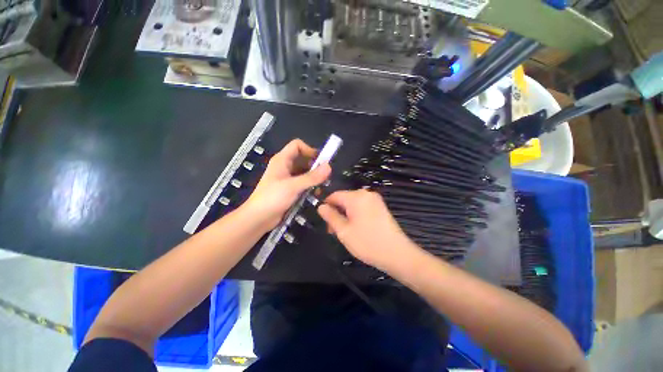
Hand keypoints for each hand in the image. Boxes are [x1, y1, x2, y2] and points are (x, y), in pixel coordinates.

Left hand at [243, 139, 330, 230]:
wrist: (258, 218)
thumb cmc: (272, 198)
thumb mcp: (293, 186)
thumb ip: (311, 177)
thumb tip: (329, 166)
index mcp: (282, 160)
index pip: (297, 145)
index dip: (310, 150)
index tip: (321, 161)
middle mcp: (285, 166)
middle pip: (303, 159)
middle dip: (315, 166)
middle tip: (326, 175)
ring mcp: (287, 178)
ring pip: (304, 172)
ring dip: (314, 177)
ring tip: (323, 185)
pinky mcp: (289, 189)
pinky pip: (302, 183)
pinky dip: (310, 186)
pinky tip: (316, 193)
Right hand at [317, 189, 418, 271]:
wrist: (397, 254)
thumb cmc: (367, 242)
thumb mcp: (343, 231)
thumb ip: (330, 216)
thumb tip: (321, 207)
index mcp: (356, 197)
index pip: (334, 195)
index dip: (326, 206)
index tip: (323, 220)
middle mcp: (366, 194)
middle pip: (344, 199)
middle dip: (336, 212)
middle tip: (332, 230)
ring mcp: (375, 200)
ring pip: (352, 204)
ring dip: (345, 215)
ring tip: (343, 232)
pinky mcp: (380, 206)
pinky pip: (362, 207)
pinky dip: (355, 215)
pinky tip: (355, 228)